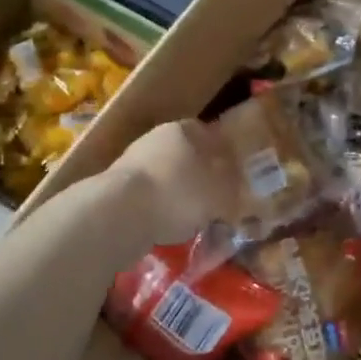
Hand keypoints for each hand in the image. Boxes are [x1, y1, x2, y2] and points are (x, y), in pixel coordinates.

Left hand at [113, 119, 241, 247]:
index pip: (210, 135)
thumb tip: (243, 194)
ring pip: (167, 178)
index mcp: (183, 129)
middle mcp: (156, 138)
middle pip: (187, 157)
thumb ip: (235, 192)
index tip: (235, 177)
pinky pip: (149, 199)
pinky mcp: (116, 189)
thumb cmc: (178, 193)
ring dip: (180, 197)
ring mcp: (133, 162)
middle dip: (202, 179)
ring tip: (194, 222)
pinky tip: (169, 230)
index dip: (225, 156)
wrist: (119, 213)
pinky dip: (160, 211)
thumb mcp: (220, 194)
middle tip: (217, 203)